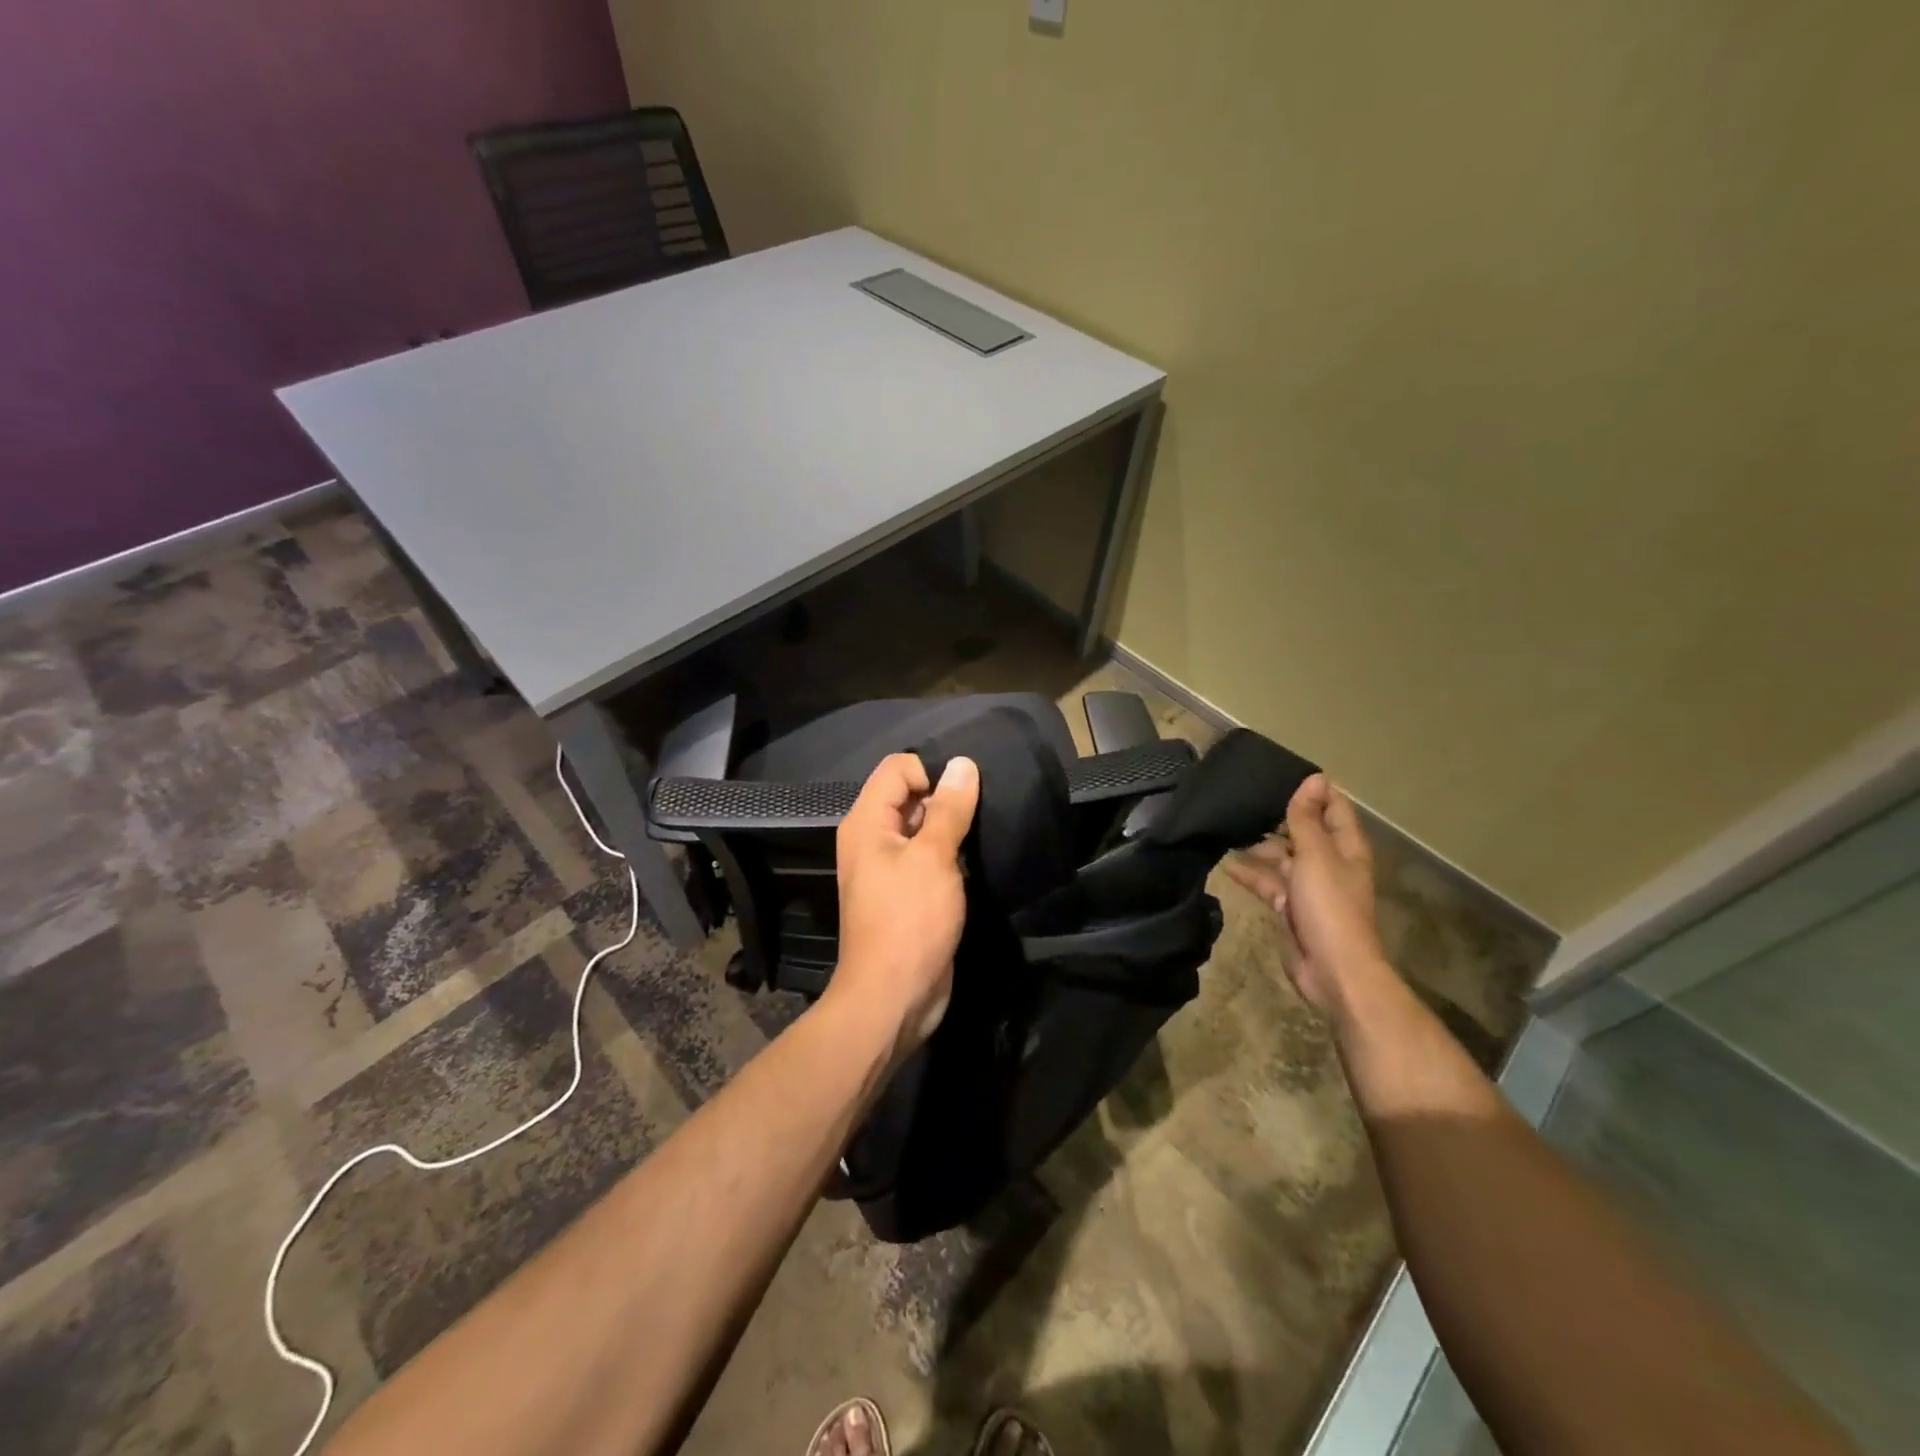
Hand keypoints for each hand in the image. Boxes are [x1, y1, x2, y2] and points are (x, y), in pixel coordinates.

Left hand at [828, 753, 979, 1057]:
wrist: (893, 998)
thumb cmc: (909, 921)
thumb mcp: (933, 858)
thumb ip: (949, 809)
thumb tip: (963, 764)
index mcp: (867, 823)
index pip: (898, 768)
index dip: (931, 771)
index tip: (965, 793)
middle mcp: (873, 839)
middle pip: (909, 795)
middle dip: (946, 797)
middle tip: (983, 810)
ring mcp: (889, 868)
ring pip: (922, 827)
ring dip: (952, 827)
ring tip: (984, 832)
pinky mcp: (907, 893)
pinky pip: (928, 857)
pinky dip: (950, 853)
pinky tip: (977, 859)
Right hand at [1226, 773, 1385, 1019]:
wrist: (1331, 969)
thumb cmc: (1328, 906)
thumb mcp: (1315, 855)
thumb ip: (1308, 819)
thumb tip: (1314, 778)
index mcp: (1345, 847)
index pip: (1334, 808)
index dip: (1313, 791)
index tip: (1280, 773)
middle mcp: (1330, 863)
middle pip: (1305, 832)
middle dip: (1279, 818)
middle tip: (1243, 800)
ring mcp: (1310, 887)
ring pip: (1283, 857)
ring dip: (1260, 846)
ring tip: (1229, 830)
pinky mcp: (1292, 908)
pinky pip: (1270, 883)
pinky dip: (1252, 875)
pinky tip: (1228, 867)